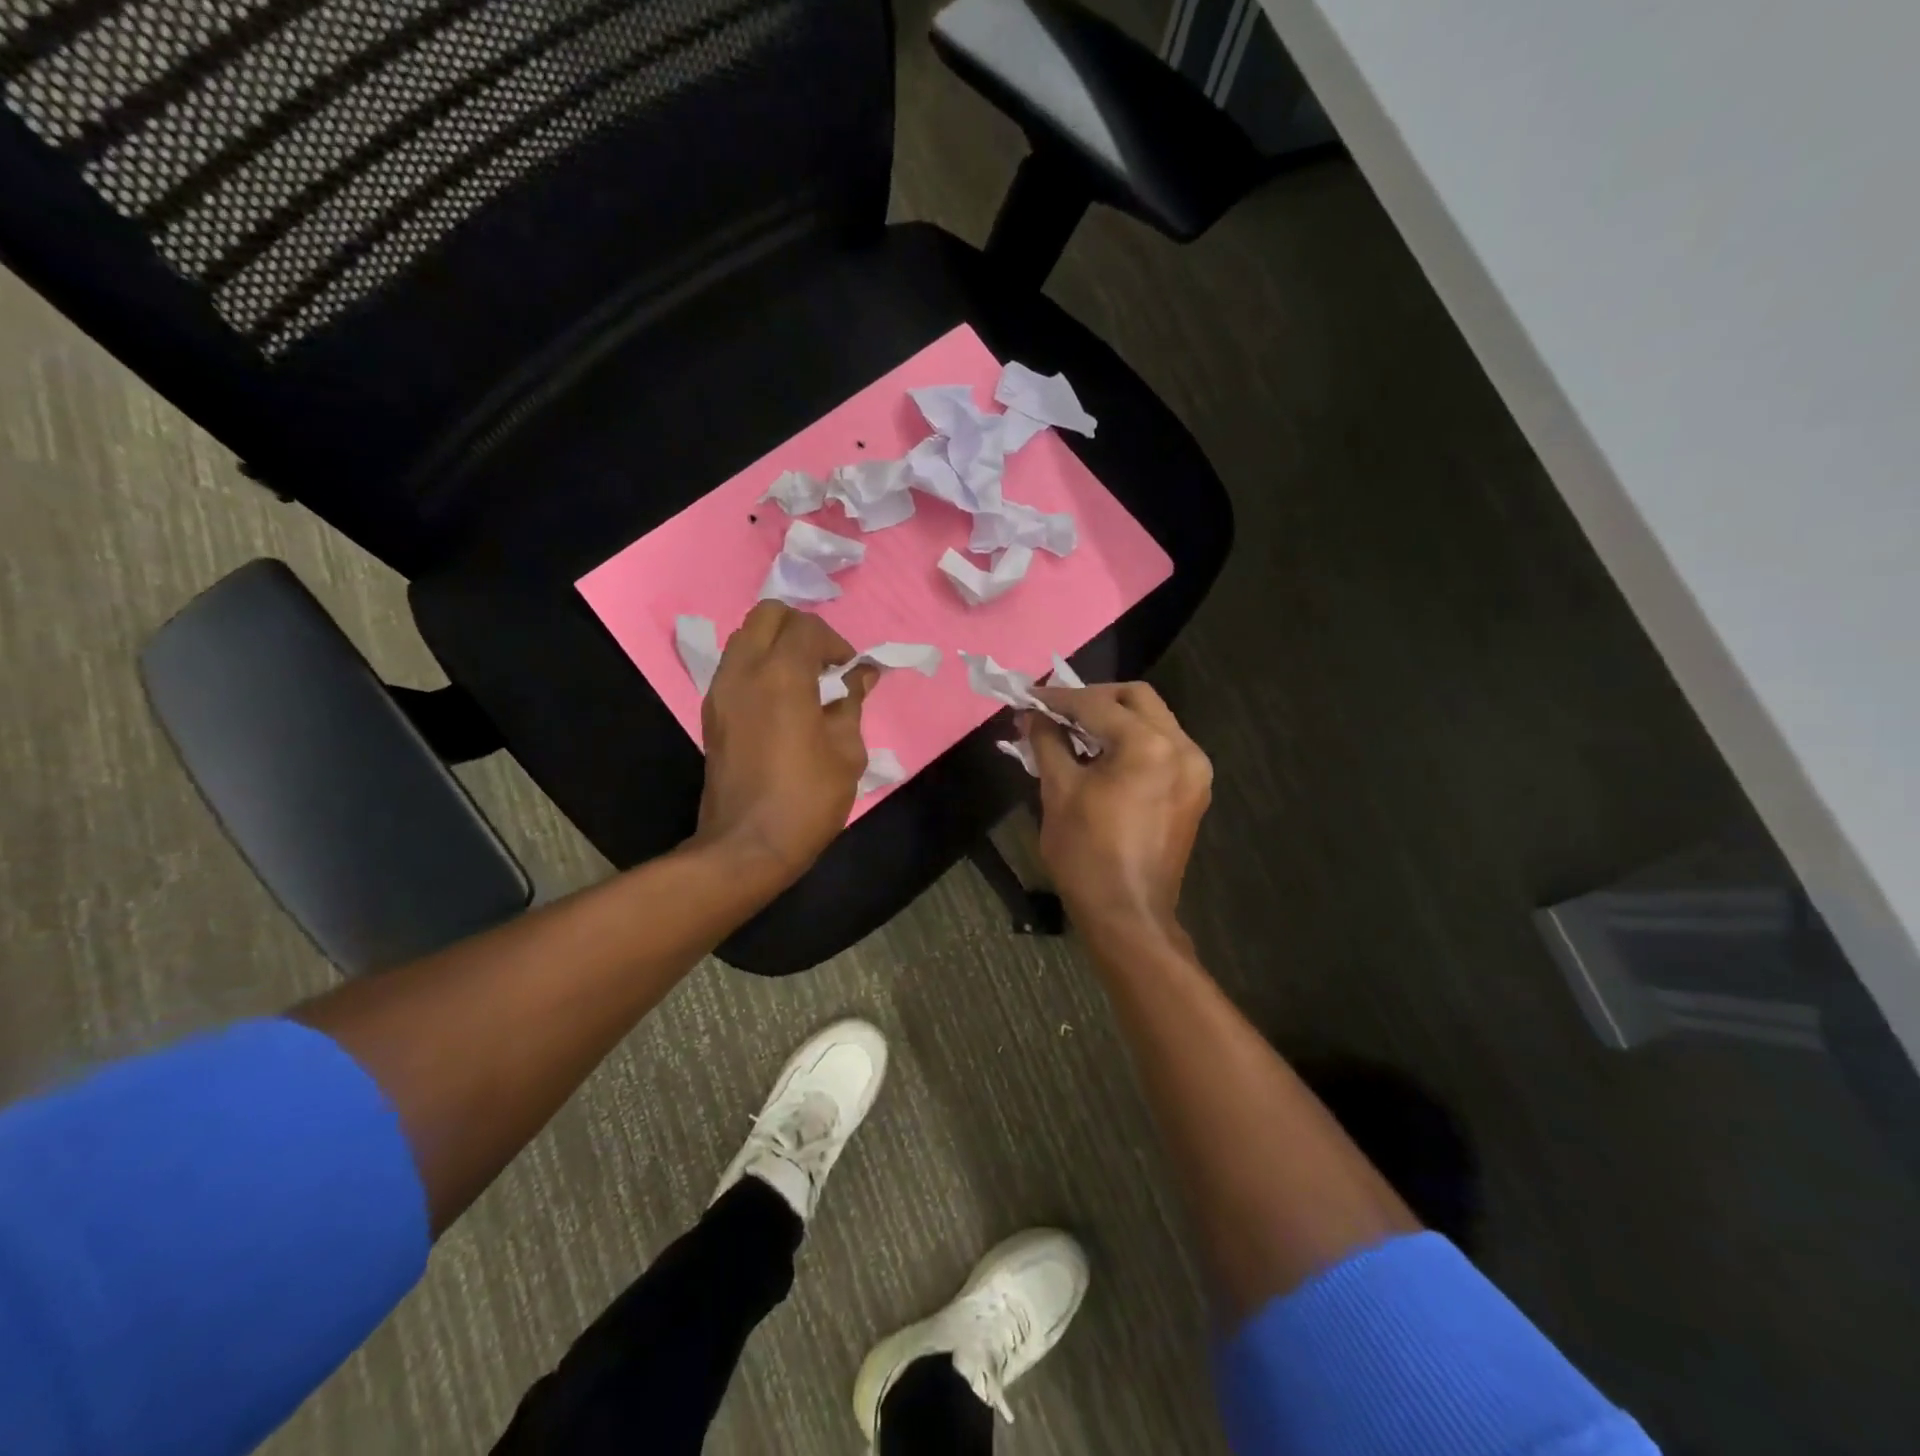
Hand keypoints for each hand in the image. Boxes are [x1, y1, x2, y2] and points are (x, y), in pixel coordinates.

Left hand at [694, 603, 874, 883]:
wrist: (748, 845)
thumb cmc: (807, 798)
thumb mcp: (847, 752)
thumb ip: (852, 703)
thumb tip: (862, 675)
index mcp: (782, 675)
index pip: (806, 627)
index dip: (835, 643)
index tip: (849, 670)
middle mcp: (744, 671)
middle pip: (767, 615)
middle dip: (800, 628)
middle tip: (823, 662)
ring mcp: (721, 690)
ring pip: (745, 637)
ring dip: (776, 645)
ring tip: (802, 680)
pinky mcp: (711, 712)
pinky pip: (734, 666)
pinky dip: (758, 667)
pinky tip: (780, 701)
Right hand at [1026, 682, 1212, 940]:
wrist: (1127, 914)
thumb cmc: (1086, 854)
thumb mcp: (1058, 792)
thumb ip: (1047, 742)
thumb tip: (1032, 715)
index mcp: (1148, 746)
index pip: (1097, 705)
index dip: (1058, 698)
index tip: (1028, 696)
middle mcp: (1182, 748)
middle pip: (1136, 699)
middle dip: (1093, 699)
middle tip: (1057, 711)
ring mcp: (1195, 770)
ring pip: (1153, 720)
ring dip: (1114, 718)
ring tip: (1075, 731)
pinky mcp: (1194, 790)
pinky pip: (1162, 747)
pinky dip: (1132, 741)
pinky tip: (1102, 755)